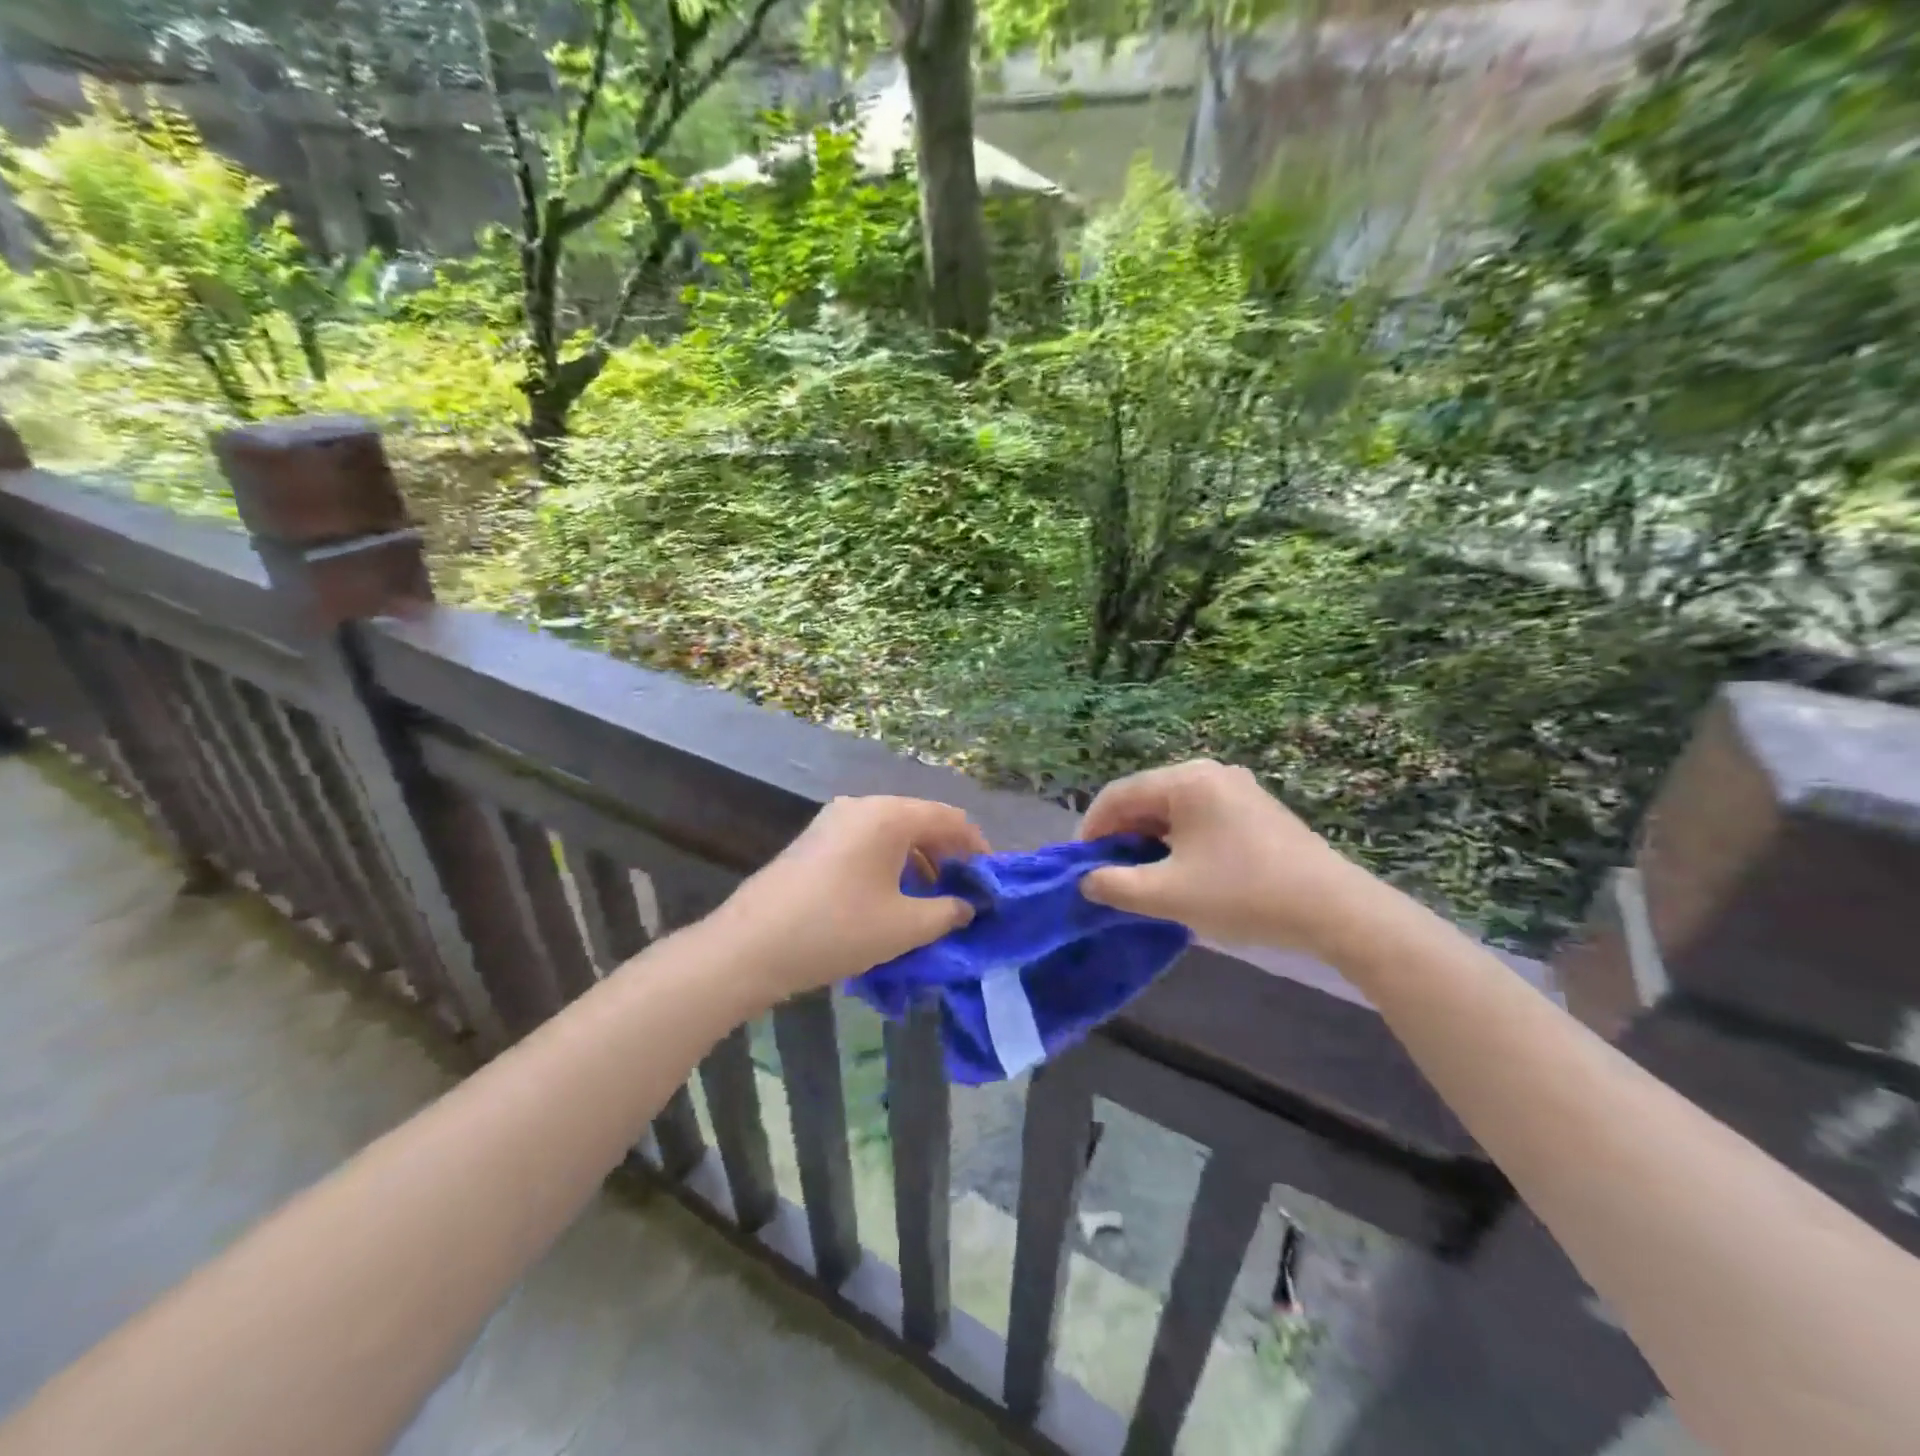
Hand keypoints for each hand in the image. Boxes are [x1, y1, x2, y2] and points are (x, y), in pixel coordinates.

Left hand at [705, 796, 987, 1001]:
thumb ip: (948, 912)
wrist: (750, 946)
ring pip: (892, 834)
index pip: (950, 819)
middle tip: (963, 893)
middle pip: (920, 822)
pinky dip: (889, 865)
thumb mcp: (904, 926)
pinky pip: (866, 843)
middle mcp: (862, 806)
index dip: (977, 848)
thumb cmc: (837, 929)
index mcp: (889, 815)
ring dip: (918, 862)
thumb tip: (968, 906)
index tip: (991, 880)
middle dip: (947, 856)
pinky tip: (891, 899)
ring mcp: (833, 821)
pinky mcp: (814, 841)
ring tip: (930, 901)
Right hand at [1078, 760, 1377, 958]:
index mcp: (1185, 781)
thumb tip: (1087, 880)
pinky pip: (1199, 816)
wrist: (1334, 910)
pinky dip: (1177, 840)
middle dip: (1120, 835)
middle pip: (1145, 798)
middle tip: (1107, 873)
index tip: (1080, 866)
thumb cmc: (1243, 894)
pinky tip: (1178, 870)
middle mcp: (1209, 772)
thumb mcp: (1168, 895)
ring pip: (1172, 809)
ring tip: (1139, 876)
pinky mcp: (1255, 808)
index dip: (1091, 829)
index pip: (1118, 794)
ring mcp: (1236, 788)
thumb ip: (1116, 885)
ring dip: (1148, 839)